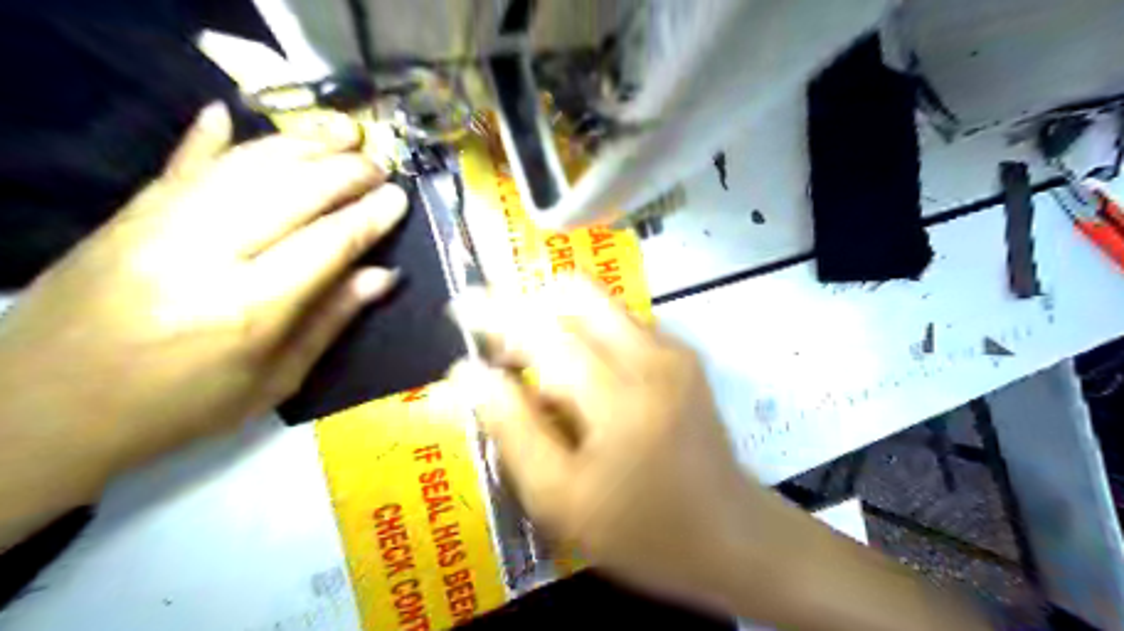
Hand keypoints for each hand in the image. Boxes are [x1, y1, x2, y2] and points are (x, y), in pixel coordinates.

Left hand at [1, 101, 409, 508]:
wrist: (44, 409)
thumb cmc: (181, 407)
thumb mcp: (274, 380)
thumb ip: (330, 321)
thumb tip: (383, 275)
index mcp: (247, 309)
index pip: (327, 244)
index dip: (369, 217)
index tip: (399, 198)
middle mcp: (203, 254)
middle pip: (290, 193)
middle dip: (344, 172)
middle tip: (379, 163)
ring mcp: (156, 226)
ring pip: (242, 167)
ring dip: (297, 145)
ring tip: (338, 134)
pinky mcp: (124, 214)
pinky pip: (178, 164)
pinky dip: (208, 138)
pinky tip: (228, 113)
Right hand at [448, 279, 990, 629]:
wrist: (732, 532)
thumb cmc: (643, 529)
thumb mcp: (561, 498)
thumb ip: (512, 429)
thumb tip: (468, 375)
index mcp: (617, 396)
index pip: (542, 329)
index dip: (495, 312)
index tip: (462, 305)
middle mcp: (649, 355)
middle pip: (574, 295)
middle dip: (529, 307)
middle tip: (505, 349)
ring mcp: (673, 350)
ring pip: (598, 305)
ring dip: (558, 321)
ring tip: (538, 368)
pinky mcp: (684, 355)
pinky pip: (621, 323)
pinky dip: (587, 334)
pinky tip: (581, 379)